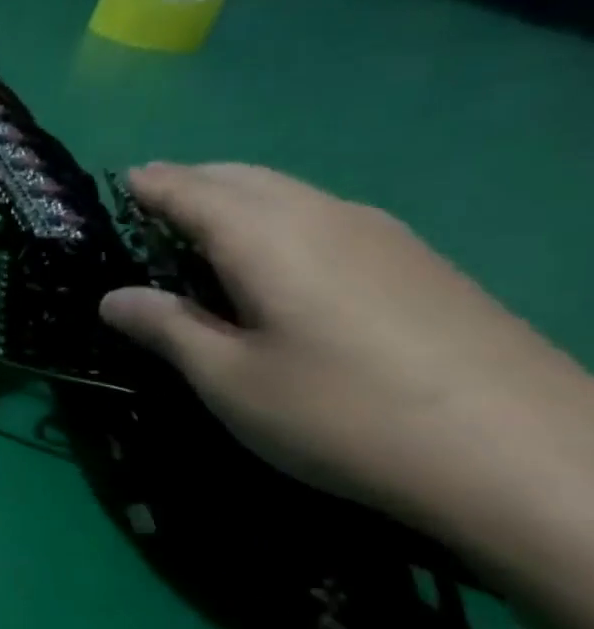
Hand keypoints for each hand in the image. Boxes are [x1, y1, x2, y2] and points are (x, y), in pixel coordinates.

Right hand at [99, 164, 593, 525]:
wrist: (514, 450)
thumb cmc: (336, 410)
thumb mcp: (227, 378)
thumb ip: (167, 328)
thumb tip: (114, 297)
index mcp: (267, 238)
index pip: (193, 191)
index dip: (151, 184)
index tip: (116, 181)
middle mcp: (325, 217)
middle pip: (245, 178)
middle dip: (191, 181)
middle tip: (146, 204)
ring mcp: (381, 236)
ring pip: (289, 194)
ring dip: (235, 199)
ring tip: (196, 230)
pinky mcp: (414, 263)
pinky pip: (323, 217)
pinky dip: (276, 220)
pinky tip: (269, 261)